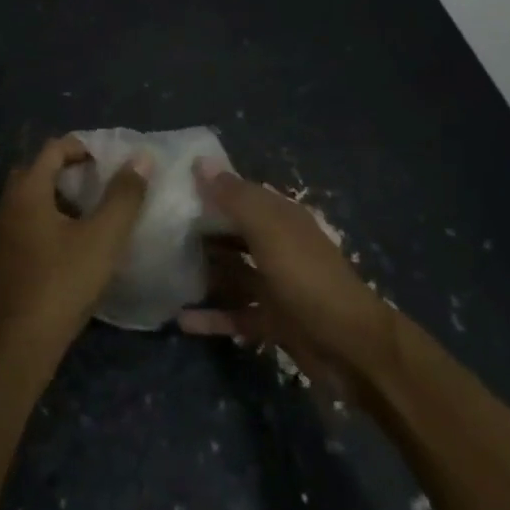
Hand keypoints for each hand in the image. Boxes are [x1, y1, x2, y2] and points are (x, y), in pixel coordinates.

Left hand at [0, 137, 150, 346]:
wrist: (22, 341)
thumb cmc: (63, 281)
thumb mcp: (103, 236)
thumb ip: (124, 196)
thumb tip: (141, 158)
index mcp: (28, 190)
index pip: (53, 148)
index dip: (83, 147)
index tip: (111, 160)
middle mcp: (10, 203)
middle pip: (40, 170)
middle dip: (72, 170)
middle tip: (103, 181)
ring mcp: (5, 230)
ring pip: (34, 197)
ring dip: (62, 195)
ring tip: (96, 208)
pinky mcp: (7, 255)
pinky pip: (30, 219)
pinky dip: (53, 217)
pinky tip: (78, 239)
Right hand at [180, 160, 394, 390]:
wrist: (352, 348)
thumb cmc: (307, 278)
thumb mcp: (269, 230)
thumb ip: (234, 197)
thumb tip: (201, 161)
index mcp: (281, 218)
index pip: (241, 193)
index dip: (209, 187)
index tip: (171, 185)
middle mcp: (278, 246)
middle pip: (234, 232)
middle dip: (202, 229)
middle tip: (157, 227)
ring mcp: (276, 286)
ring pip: (233, 273)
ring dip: (204, 272)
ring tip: (163, 270)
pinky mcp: (274, 322)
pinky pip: (236, 315)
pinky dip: (212, 317)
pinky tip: (180, 319)